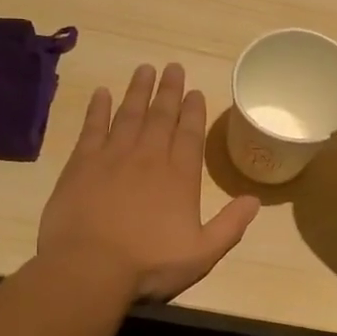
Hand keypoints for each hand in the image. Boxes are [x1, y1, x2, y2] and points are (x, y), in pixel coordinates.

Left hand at [38, 63, 260, 301]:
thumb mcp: (202, 253)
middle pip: (161, 116)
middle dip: (169, 90)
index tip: (195, 91)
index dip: (193, 111)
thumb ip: (230, 226)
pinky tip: (101, 93)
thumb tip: (255, 200)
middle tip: (172, 67)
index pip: (190, 134)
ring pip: (129, 114)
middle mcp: (149, 157)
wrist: (89, 268)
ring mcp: (113, 157)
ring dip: (138, 91)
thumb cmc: (149, 264)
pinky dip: (98, 108)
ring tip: (144, 69)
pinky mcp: (81, 164)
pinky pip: (92, 127)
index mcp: (179, 176)